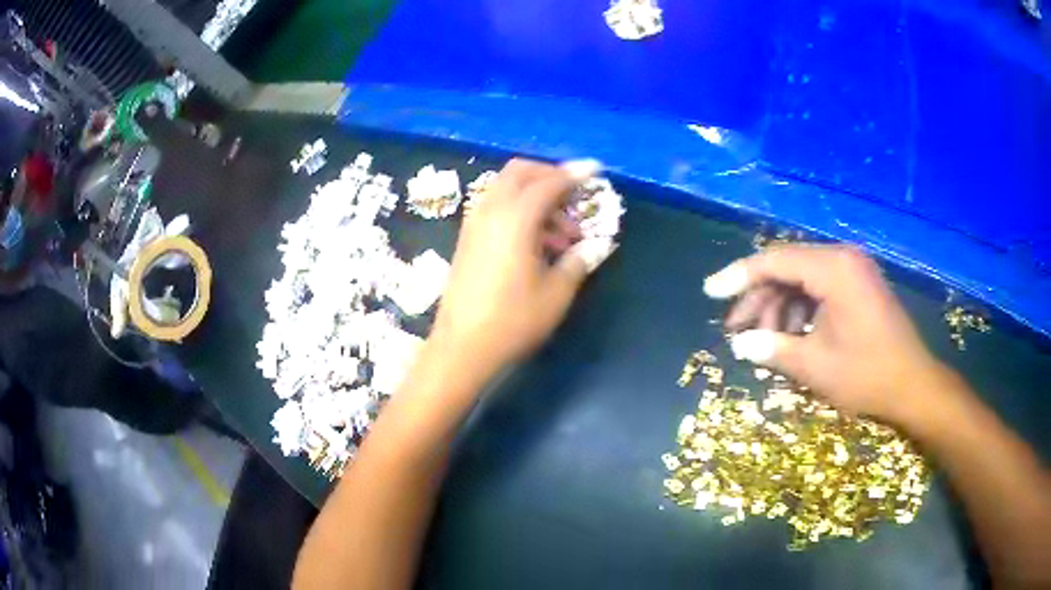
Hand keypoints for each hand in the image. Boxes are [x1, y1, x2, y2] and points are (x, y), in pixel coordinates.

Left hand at [430, 159, 609, 376]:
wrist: (462, 347)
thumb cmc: (513, 321)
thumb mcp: (555, 294)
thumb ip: (576, 262)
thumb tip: (592, 246)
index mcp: (515, 219)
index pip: (548, 183)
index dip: (574, 175)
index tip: (594, 170)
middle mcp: (490, 211)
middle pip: (519, 172)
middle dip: (549, 175)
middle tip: (574, 196)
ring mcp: (474, 224)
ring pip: (505, 189)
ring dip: (534, 196)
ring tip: (561, 235)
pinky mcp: (467, 239)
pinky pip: (495, 207)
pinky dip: (518, 210)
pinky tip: (536, 243)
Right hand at [704, 244, 950, 423]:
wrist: (914, 385)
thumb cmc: (867, 375)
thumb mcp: (815, 366)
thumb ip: (773, 349)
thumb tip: (739, 346)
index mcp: (834, 268)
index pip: (775, 261)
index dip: (739, 276)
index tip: (709, 292)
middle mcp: (843, 258)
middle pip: (787, 268)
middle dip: (759, 298)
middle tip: (735, 329)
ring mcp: (853, 270)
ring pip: (802, 279)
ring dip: (779, 307)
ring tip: (763, 340)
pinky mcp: (859, 286)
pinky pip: (820, 288)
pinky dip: (800, 310)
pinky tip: (791, 336)